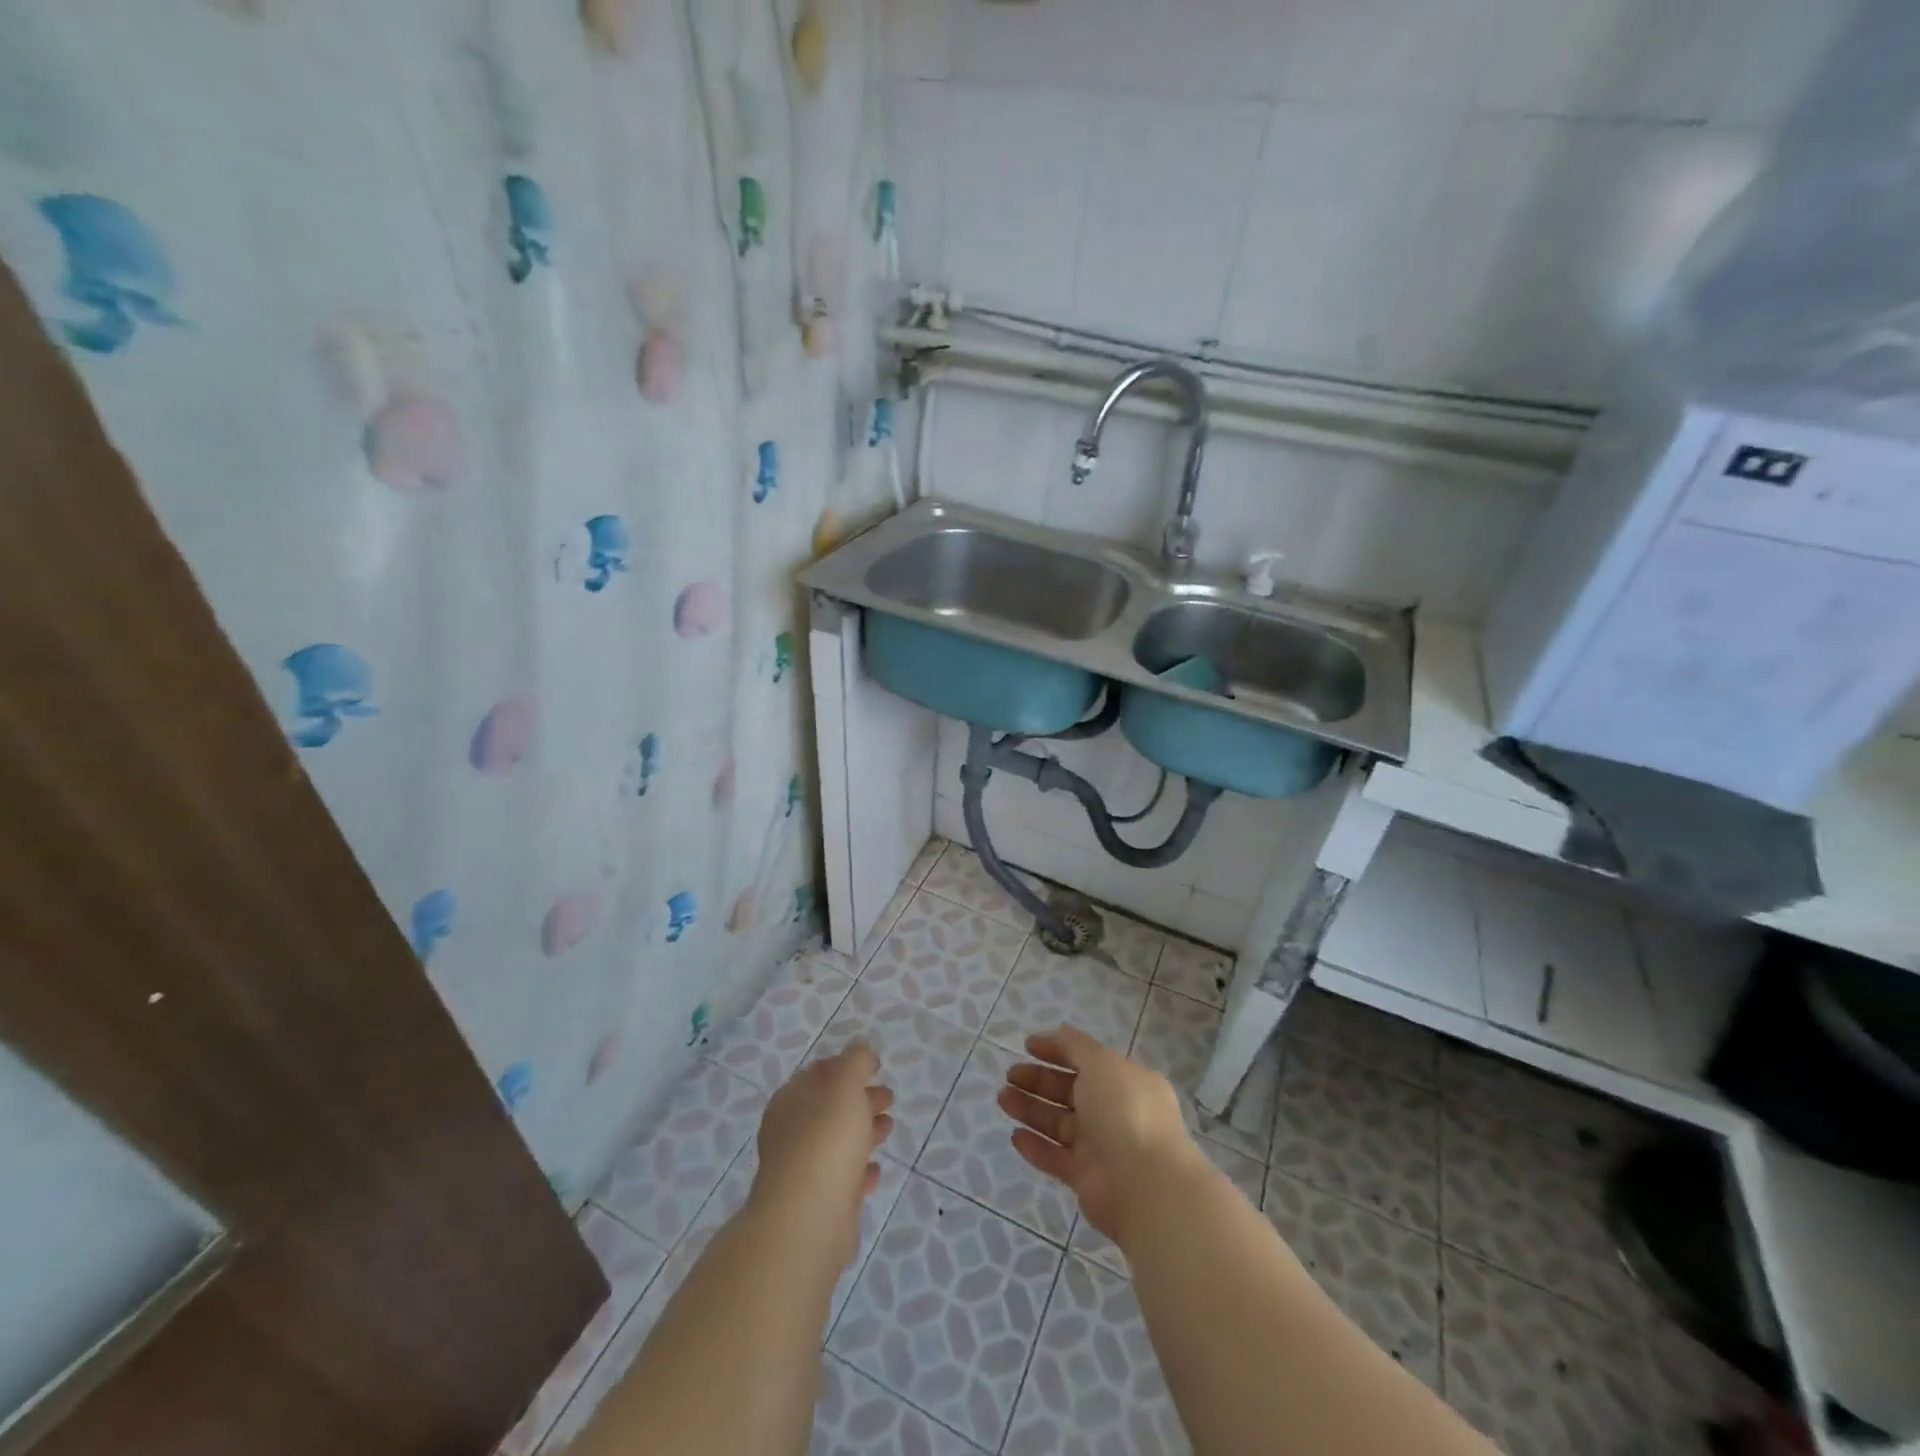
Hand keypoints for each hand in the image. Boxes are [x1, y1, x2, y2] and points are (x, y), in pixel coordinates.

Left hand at [750, 1042, 893, 1266]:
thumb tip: (860, 1048)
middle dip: (859, 1098)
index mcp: (791, 1101)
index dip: (845, 1066)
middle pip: (829, 1108)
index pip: (818, 1073)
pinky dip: (859, 1171)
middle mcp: (791, 1133)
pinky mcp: (818, 1205)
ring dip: (863, 1131)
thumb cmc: (825, 1142)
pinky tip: (875, 1170)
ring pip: (837, 1142)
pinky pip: (842, 1180)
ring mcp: (802, 1171)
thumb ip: (855, 1062)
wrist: (807, 1222)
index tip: (873, 1066)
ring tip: (889, 1127)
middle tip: (888, 1096)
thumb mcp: (844, 1087)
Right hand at [998, 1024, 1198, 1242]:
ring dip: (1030, 1110)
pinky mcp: (1086, 1178)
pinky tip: (1015, 1136)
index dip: (1057, 1051)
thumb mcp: (1101, 1063)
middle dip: (1038, 1081)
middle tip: (1010, 1075)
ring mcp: (1100, 1146)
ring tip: (1002, 1099)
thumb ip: (1076, 1046)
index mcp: (1124, 1081)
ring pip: (1058, 1123)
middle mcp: (1114, 1111)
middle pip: (1069, 1091)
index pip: (1086, 1060)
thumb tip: (1058, 1032)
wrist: (1145, 1185)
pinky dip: (1036, 1146)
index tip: (1027, 1046)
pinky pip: (1056, 1157)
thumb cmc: (1125, 1111)